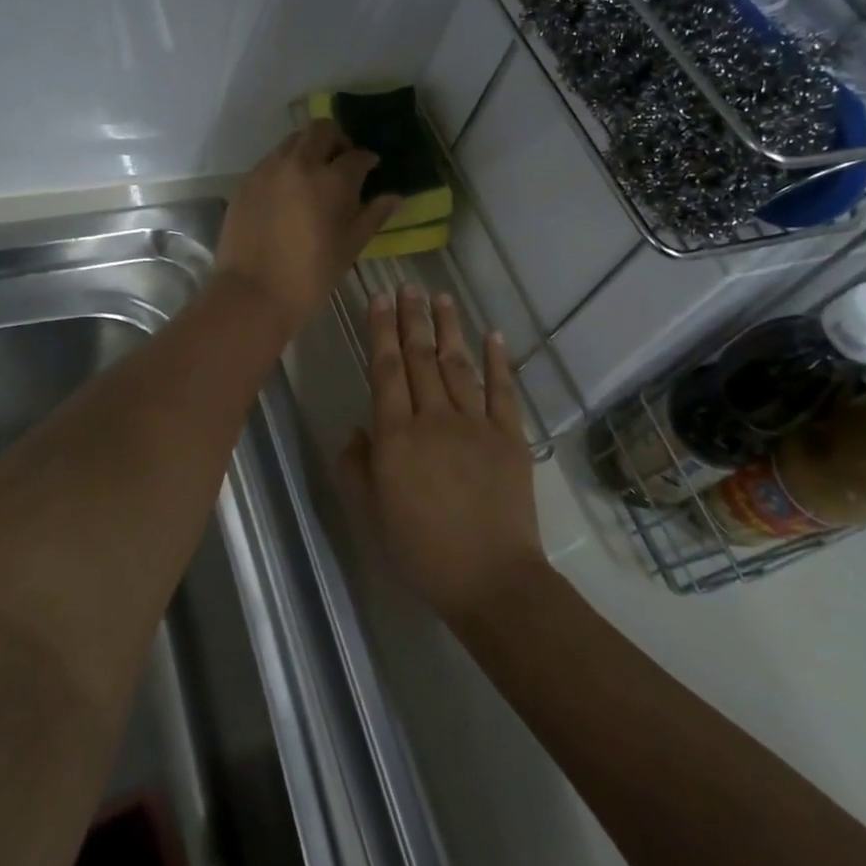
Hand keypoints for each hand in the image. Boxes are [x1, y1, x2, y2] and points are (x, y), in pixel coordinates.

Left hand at [216, 120, 398, 334]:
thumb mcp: (349, 247)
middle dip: (337, 139)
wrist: (253, 293)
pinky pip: (271, 160)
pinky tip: (289, 191)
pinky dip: (285, 165)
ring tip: (314, 175)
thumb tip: (394, 197)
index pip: (356, 156)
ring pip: (293, 140)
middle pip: (321, 129)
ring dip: (309, 148)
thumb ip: (372, 216)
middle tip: (342, 161)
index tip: (370, 168)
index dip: (367, 160)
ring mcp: (268, 170)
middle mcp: (300, 164)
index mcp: (332, 180)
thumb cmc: (310, 276)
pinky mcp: (246, 182)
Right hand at [339, 286, 544, 627]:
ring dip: (448, 329)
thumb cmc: (421, 551)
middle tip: (408, 285)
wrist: (490, 579)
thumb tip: (358, 428)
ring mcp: (476, 424)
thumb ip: (356, 467)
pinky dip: (497, 361)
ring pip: (457, 365)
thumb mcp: (371, 514)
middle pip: (419, 357)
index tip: (379, 298)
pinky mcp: (509, 436)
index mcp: (396, 436)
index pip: (385, 369)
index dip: (381, 330)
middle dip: (412, 317)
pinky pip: (501, 390)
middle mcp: (433, 418)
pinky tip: (492, 335)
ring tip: (442, 297)